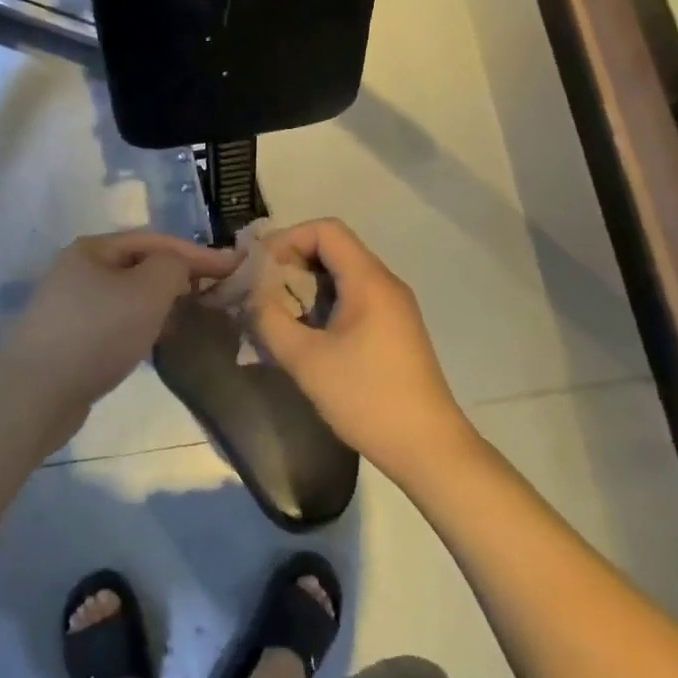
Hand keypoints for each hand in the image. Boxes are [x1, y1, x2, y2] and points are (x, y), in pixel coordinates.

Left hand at [0, 230, 237, 451]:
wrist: (35, 394)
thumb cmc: (96, 333)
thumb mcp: (146, 291)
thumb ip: (174, 267)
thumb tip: (178, 268)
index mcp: (93, 249)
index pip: (156, 241)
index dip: (198, 252)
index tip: (234, 267)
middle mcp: (78, 270)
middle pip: (140, 265)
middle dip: (178, 276)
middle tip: (214, 292)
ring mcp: (70, 305)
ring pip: (128, 296)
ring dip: (161, 302)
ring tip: (191, 316)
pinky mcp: (69, 339)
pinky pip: (116, 322)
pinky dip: (141, 325)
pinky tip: (155, 342)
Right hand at [248, 219, 475, 482]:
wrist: (427, 447)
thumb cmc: (366, 397)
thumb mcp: (306, 360)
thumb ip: (270, 319)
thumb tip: (249, 294)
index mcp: (369, 280)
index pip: (326, 230)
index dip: (287, 239)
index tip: (259, 268)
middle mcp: (385, 283)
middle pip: (333, 249)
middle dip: (291, 264)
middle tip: (259, 293)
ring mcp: (393, 307)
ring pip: (342, 276)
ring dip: (305, 287)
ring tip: (275, 315)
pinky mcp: (393, 329)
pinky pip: (353, 299)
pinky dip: (323, 305)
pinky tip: (304, 335)